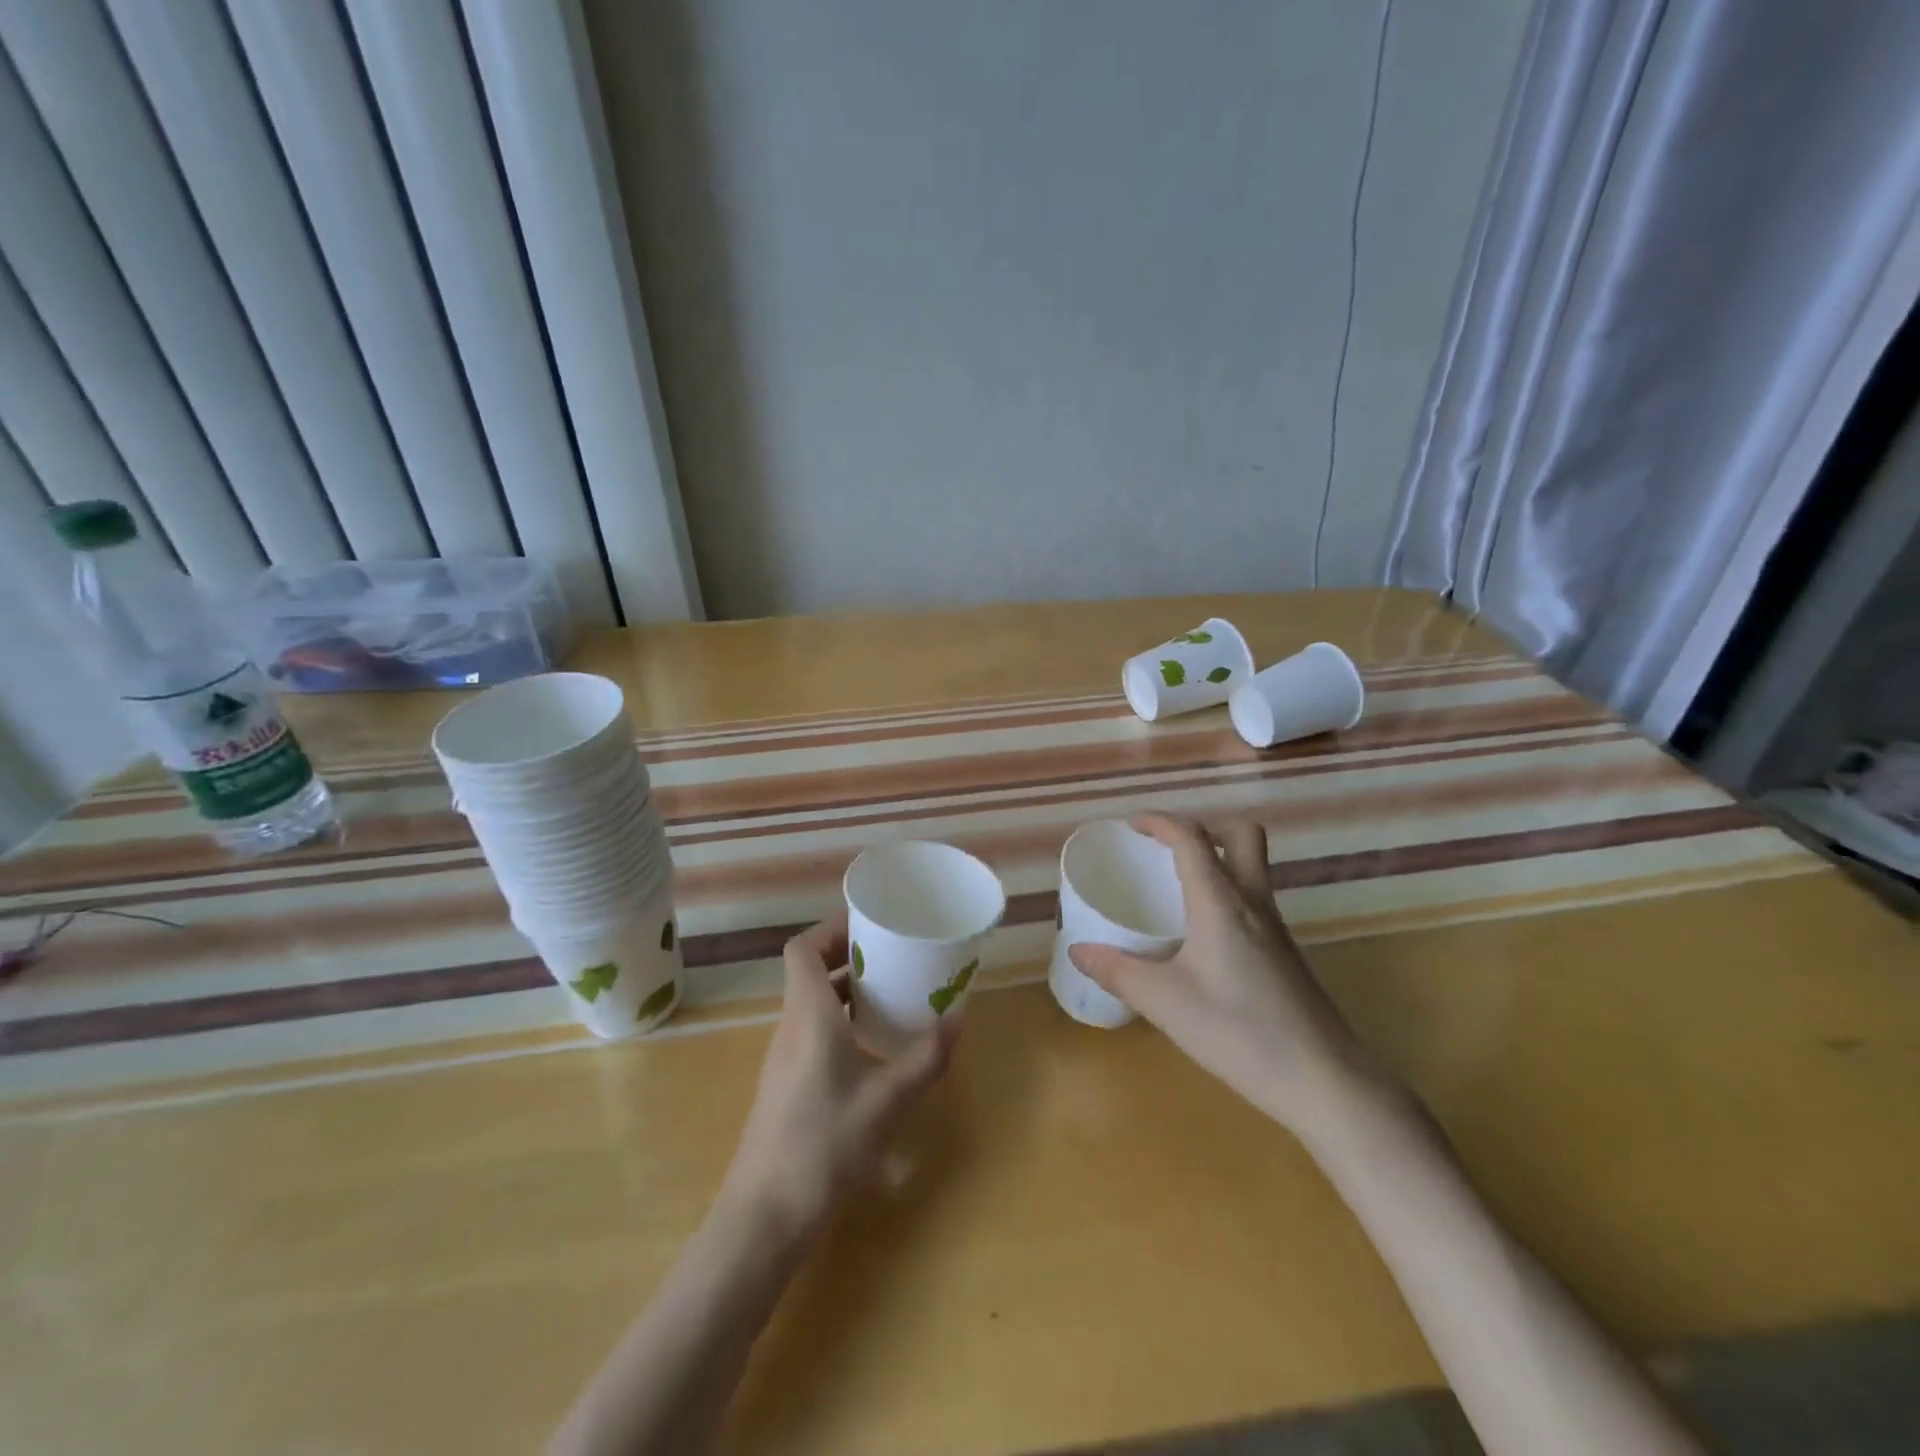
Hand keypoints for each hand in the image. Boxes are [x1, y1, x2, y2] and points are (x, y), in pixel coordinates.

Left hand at [722, 915, 957, 1239]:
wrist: (764, 1218)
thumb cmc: (823, 1145)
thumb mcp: (886, 1100)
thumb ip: (925, 1058)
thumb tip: (958, 1018)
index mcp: (808, 1015)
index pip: (803, 948)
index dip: (831, 928)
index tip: (870, 924)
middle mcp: (791, 1026)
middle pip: (810, 971)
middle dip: (850, 954)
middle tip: (893, 954)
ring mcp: (786, 1056)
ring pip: (813, 1002)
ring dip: (848, 989)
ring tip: (892, 991)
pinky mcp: (788, 1083)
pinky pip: (814, 1029)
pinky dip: (843, 1020)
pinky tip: (874, 1044)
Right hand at [1068, 815, 1394, 1140]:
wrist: (1324, 1080)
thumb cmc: (1239, 1031)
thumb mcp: (1165, 1002)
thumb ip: (1119, 972)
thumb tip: (1079, 951)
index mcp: (1220, 902)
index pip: (1192, 838)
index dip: (1161, 822)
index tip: (1132, 825)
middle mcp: (1253, 903)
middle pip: (1243, 836)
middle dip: (1206, 828)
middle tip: (1169, 850)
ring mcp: (1276, 928)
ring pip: (1252, 868)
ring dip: (1218, 861)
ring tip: (1176, 889)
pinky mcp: (1286, 954)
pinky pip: (1254, 901)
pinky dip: (1226, 896)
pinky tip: (1202, 938)